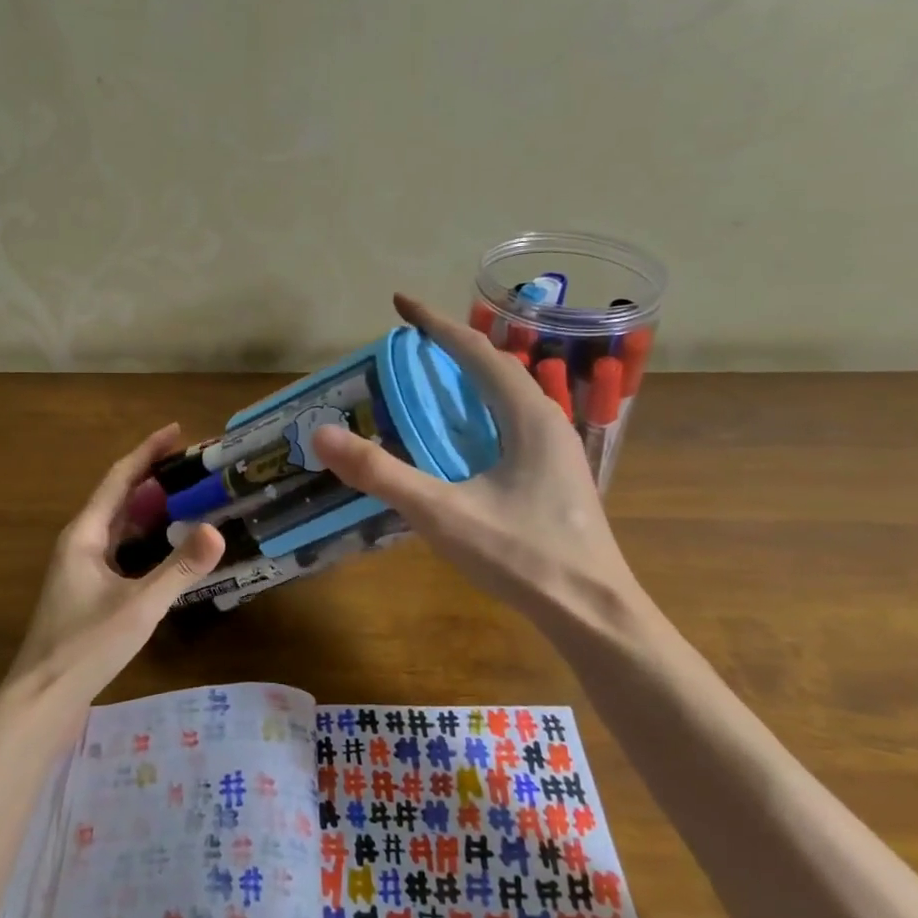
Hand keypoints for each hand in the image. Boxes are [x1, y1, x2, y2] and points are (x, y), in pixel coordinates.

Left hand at [9, 424, 224, 692]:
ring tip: (190, 497)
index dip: (148, 451)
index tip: (178, 431)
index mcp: (84, 534)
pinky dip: (147, 539)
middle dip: (155, 477)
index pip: (120, 478)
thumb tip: (217, 530)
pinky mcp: (89, 590)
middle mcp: (80, 542)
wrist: (42, 698)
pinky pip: (122, 549)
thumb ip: (178, 568)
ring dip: (151, 508)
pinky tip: (169, 547)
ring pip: (121, 525)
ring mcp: (82, 567)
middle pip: (120, 497)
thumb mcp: (139, 605)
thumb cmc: (85, 646)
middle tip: (196, 466)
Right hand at [310, 294, 639, 623]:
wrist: (593, 614)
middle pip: (497, 367)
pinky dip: (482, 412)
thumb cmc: (521, 556)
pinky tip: (465, 439)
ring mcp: (557, 451)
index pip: (476, 352)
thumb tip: (323, 434)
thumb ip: (380, 473)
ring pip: (509, 397)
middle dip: (454, 346)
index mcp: (528, 416)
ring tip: (435, 379)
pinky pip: (513, 424)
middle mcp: (548, 422)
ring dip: (471, 379)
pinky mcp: (555, 478)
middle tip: (412, 342)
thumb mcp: (441, 513)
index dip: (435, 324)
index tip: (400, 303)